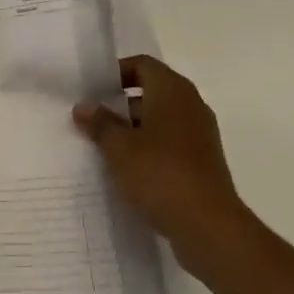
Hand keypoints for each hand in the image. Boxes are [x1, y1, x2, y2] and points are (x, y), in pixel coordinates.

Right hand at [74, 55, 249, 279]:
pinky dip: (152, 150)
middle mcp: (190, 104)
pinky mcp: (204, 162)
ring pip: (162, 119)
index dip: (116, 73)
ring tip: (107, 147)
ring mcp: (201, 134)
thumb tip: (83, 106)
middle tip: (95, 119)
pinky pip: (172, 143)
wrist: (210, 228)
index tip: (93, 90)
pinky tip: (131, 171)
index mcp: (172, 89)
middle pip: (152, 90)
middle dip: (122, 103)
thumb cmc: (161, 174)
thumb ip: (100, 123)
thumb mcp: (119, 147)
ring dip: (136, 129)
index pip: (142, 64)